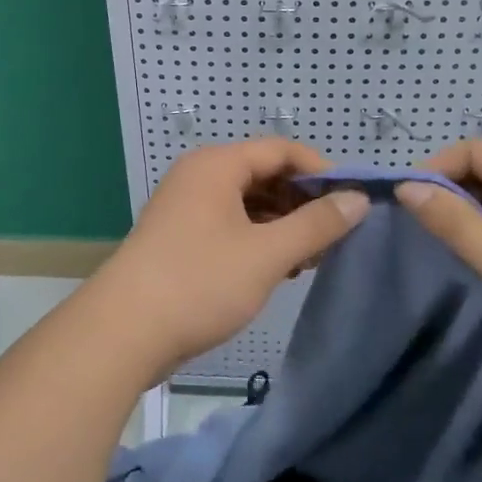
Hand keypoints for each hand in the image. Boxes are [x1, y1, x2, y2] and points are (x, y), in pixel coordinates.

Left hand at [86, 141, 368, 380]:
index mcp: (217, 165)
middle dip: (302, 202)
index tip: (351, 202)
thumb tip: (357, 199)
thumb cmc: (200, 282)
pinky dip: (259, 240)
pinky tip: (279, 269)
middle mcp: (200, 177)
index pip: (281, 150)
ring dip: (282, 225)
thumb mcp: (267, 254)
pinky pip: (231, 226)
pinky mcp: (181, 238)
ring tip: (311, 259)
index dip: (321, 171)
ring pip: (248, 204)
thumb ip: (316, 224)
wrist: (124, 332)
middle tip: (334, 237)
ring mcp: (186, 208)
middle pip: (264, 175)